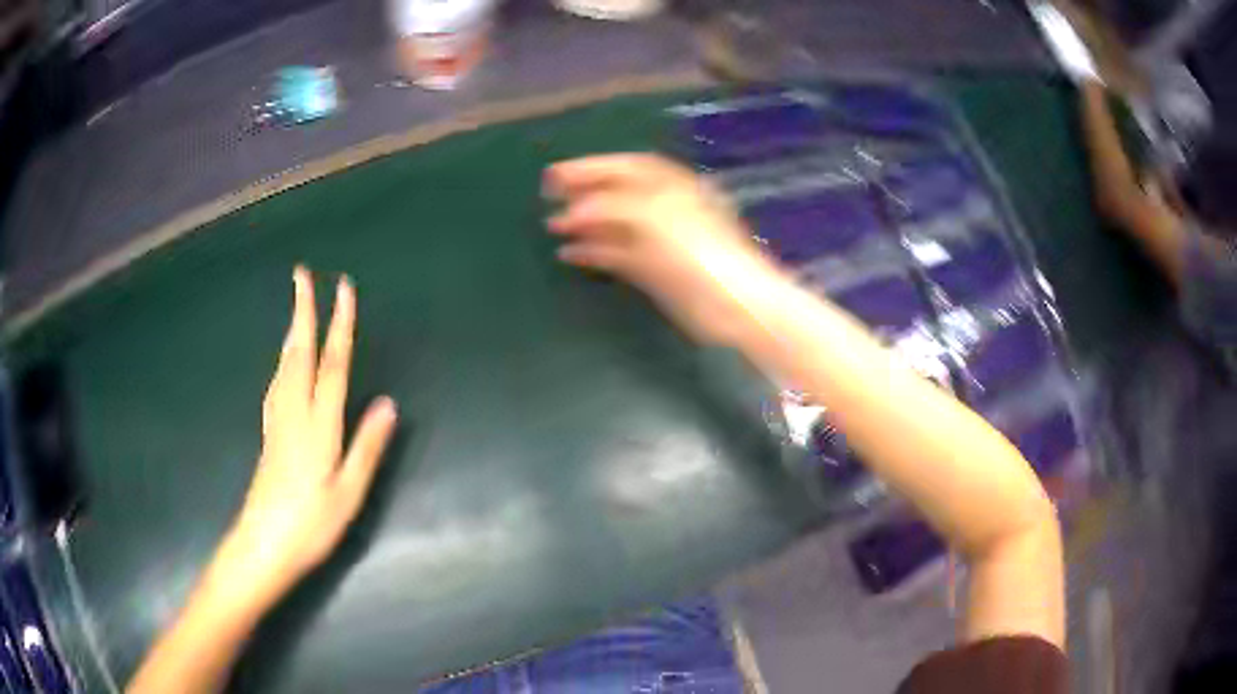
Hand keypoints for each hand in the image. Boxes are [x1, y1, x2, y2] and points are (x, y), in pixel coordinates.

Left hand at [217, 267, 397, 605]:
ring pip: (284, 364)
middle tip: (302, 275)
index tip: (343, 288)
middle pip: (299, 352)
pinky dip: (284, 358)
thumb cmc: (311, 525)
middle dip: (303, 311)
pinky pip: (277, 381)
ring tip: (297, 308)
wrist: (263, 544)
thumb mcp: (349, 493)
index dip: (339, 324)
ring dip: (292, 330)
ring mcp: (277, 420)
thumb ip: (367, 446)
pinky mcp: (268, 432)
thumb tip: (388, 405)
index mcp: (318, 425)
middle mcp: (294, 412)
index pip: (332, 364)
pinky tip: (285, 361)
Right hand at [545, 154, 779, 344]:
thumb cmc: (699, 251)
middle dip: (582, 192)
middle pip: (618, 193)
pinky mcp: (655, 271)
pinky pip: (618, 255)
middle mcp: (664, 208)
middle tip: (547, 196)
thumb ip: (611, 207)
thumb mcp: (655, 216)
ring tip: (552, 225)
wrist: (735, 305)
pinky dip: (593, 252)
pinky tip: (568, 254)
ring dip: (584, 222)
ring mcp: (659, 240)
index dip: (590, 166)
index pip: (626, 167)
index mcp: (671, 186)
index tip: (555, 173)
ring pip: (616, 224)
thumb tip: (574, 210)